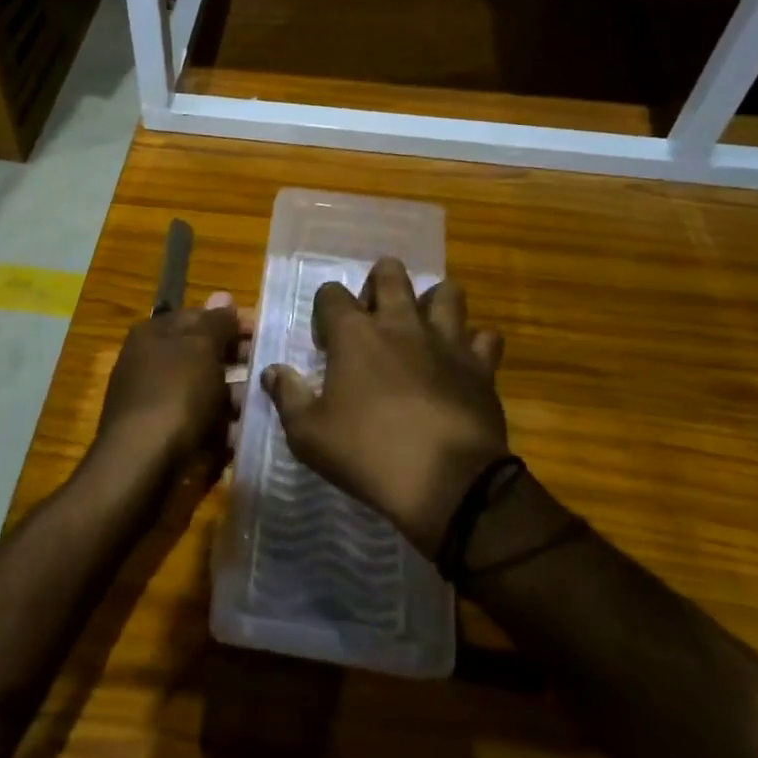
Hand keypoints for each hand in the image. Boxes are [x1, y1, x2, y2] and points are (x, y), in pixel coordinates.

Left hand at [91, 292, 251, 488]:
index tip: (268, 333)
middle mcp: (150, 363)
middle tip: (273, 369)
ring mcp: (156, 401)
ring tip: (267, 402)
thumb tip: (223, 296)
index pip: (199, 316)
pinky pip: (200, 422)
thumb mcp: (200, 348)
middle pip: (202, 353)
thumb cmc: (174, 395)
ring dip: (235, 395)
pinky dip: (222, 426)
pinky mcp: (164, 436)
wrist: (141, 468)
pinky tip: (246, 433)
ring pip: (205, 390)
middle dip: (238, 360)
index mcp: (154, 335)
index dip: (233, 321)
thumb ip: (215, 322)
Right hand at [264, 258, 506, 556]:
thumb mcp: (308, 434)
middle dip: (379, 283)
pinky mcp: (480, 365)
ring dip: (432, 302)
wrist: (448, 483)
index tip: (326, 344)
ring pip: (446, 292)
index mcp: (355, 334)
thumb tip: (271, 371)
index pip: (331, 293)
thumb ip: (287, 396)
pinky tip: (463, 362)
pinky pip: (486, 337)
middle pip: (391, 273)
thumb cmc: (368, 454)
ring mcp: (445, 340)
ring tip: (422, 327)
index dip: (324, 312)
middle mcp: (401, 323)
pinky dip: (475, 344)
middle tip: (373, 317)